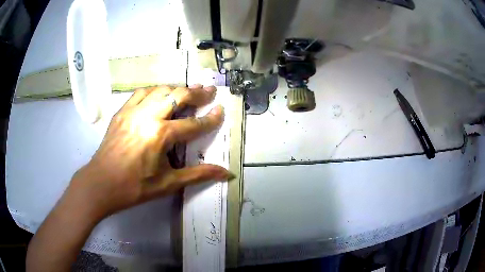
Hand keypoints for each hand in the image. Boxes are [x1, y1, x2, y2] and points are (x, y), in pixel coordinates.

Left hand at [68, 84, 232, 219]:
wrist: (101, 183)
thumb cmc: (135, 187)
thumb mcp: (169, 184)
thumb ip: (199, 175)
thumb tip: (227, 174)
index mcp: (161, 135)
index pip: (193, 123)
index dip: (210, 118)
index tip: (221, 110)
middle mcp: (148, 116)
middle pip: (178, 95)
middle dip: (197, 92)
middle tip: (209, 90)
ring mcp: (133, 111)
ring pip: (160, 89)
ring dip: (176, 89)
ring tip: (187, 91)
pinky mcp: (122, 111)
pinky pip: (141, 93)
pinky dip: (155, 91)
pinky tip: (159, 95)